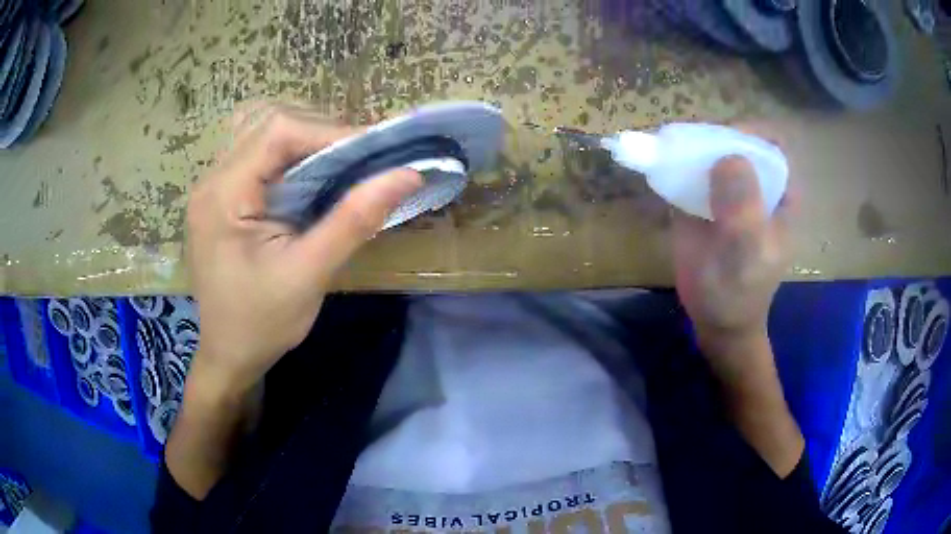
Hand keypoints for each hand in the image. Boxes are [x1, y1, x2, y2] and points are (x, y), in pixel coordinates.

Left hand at [186, 103, 421, 396]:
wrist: (229, 355)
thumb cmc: (262, 324)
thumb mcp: (309, 275)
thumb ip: (354, 220)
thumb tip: (407, 174)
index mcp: (223, 196)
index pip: (277, 132)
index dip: (329, 132)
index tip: (374, 152)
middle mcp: (211, 179)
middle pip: (268, 122)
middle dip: (319, 131)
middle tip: (359, 159)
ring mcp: (214, 186)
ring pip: (262, 131)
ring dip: (304, 138)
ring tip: (338, 163)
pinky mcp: (222, 196)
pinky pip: (257, 154)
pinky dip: (290, 154)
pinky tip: (310, 176)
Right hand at [671, 155, 791, 351]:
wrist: (717, 320)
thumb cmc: (741, 291)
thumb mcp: (749, 254)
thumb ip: (745, 208)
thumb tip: (728, 157)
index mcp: (780, 193)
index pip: (772, 144)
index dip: (750, 134)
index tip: (722, 141)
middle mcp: (755, 184)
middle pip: (737, 141)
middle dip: (714, 136)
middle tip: (689, 143)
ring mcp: (728, 190)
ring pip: (712, 151)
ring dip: (690, 145)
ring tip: (669, 147)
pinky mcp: (701, 199)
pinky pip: (690, 171)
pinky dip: (675, 162)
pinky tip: (659, 163)